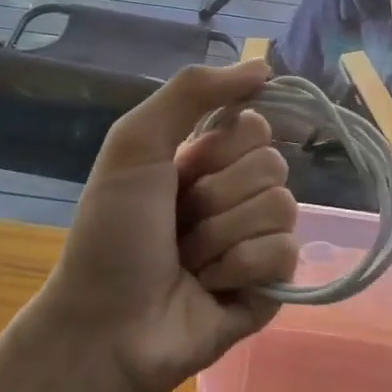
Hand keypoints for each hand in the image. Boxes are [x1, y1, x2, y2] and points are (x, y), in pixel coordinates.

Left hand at [39, 61, 299, 391]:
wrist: (106, 326)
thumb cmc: (112, 233)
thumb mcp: (135, 144)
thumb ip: (192, 91)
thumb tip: (265, 66)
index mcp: (208, 161)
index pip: (255, 125)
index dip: (222, 147)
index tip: (185, 168)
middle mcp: (237, 195)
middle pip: (272, 164)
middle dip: (217, 196)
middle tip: (180, 225)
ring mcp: (257, 240)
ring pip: (282, 206)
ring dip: (223, 235)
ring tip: (190, 262)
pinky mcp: (273, 285)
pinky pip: (286, 252)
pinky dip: (241, 267)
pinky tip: (212, 287)